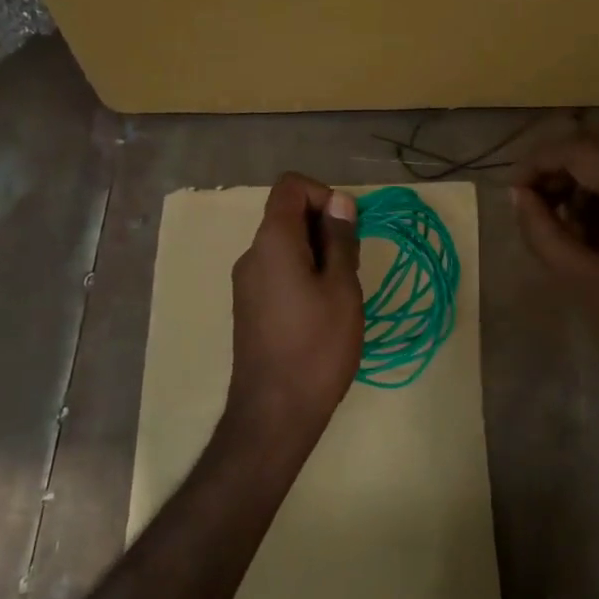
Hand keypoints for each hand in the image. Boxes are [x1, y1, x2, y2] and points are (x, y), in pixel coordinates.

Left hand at [227, 173, 363, 439]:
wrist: (275, 411)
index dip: (324, 194)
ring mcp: (247, 283)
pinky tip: (323, 312)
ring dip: (318, 255)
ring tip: (341, 295)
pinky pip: (278, 272)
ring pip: (286, 246)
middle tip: (351, 268)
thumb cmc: (317, 346)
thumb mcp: (342, 288)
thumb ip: (341, 240)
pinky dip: (304, 275)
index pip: (291, 186)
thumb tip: (340, 202)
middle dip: (326, 228)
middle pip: (288, 216)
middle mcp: (252, 255)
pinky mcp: (250, 307)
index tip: (348, 228)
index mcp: (272, 241)